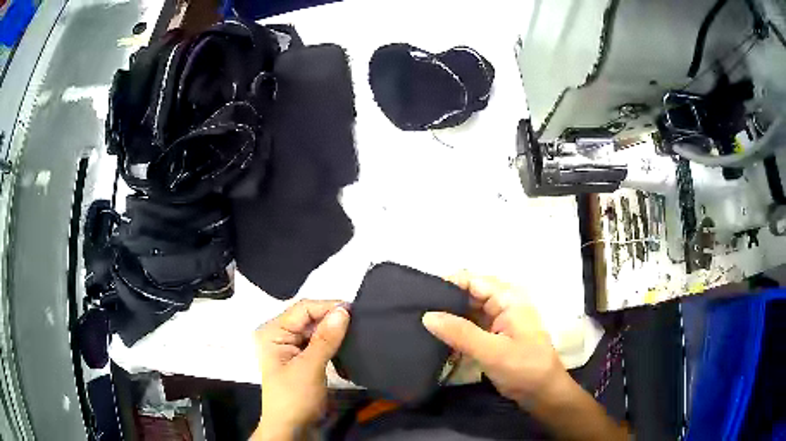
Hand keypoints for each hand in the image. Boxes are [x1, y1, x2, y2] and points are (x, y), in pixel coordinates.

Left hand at [253, 300, 349, 439]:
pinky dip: (334, 344)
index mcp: (273, 332)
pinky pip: (320, 343)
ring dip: (335, 331)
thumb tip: (344, 311)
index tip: (355, 310)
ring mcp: (292, 347)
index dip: (327, 307)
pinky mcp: (304, 358)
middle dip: (333, 319)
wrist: (292, 429)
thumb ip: (325, 339)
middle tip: (360, 321)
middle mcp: (281, 335)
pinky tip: (347, 345)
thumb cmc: (294, 398)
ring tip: (357, 331)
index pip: (303, 309)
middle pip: (310, 318)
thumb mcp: (309, 368)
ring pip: (317, 330)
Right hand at [422, 272, 567, 408]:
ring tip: (417, 322)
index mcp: (508, 298)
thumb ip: (460, 333)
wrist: (542, 393)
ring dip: (447, 317)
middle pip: (468, 294)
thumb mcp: (492, 351)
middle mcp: (502, 304)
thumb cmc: (524, 368)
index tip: (419, 294)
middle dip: (444, 301)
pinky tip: (435, 337)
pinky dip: (454, 331)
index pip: (472, 280)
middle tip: (414, 311)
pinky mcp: (492, 336)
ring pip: (467, 311)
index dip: (447, 283)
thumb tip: (426, 315)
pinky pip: (469, 327)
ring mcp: (497, 321)